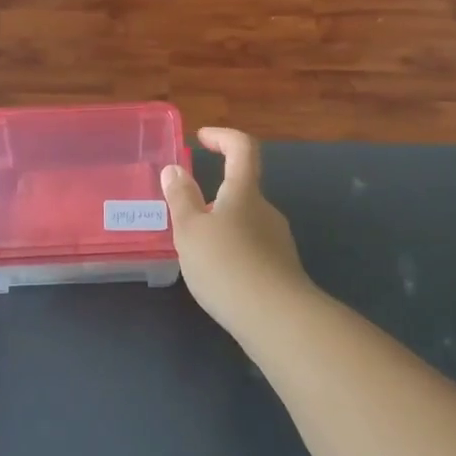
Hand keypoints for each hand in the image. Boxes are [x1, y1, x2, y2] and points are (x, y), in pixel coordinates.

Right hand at [160, 128, 311, 334]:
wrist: (276, 319)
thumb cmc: (226, 265)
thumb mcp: (190, 230)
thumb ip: (181, 198)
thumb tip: (174, 169)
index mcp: (244, 193)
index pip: (241, 148)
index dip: (223, 137)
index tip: (202, 138)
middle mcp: (266, 210)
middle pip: (242, 189)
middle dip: (213, 195)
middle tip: (185, 216)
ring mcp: (278, 240)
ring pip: (245, 222)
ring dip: (221, 226)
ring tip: (196, 251)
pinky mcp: (281, 269)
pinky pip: (252, 248)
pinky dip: (232, 251)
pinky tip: (218, 277)